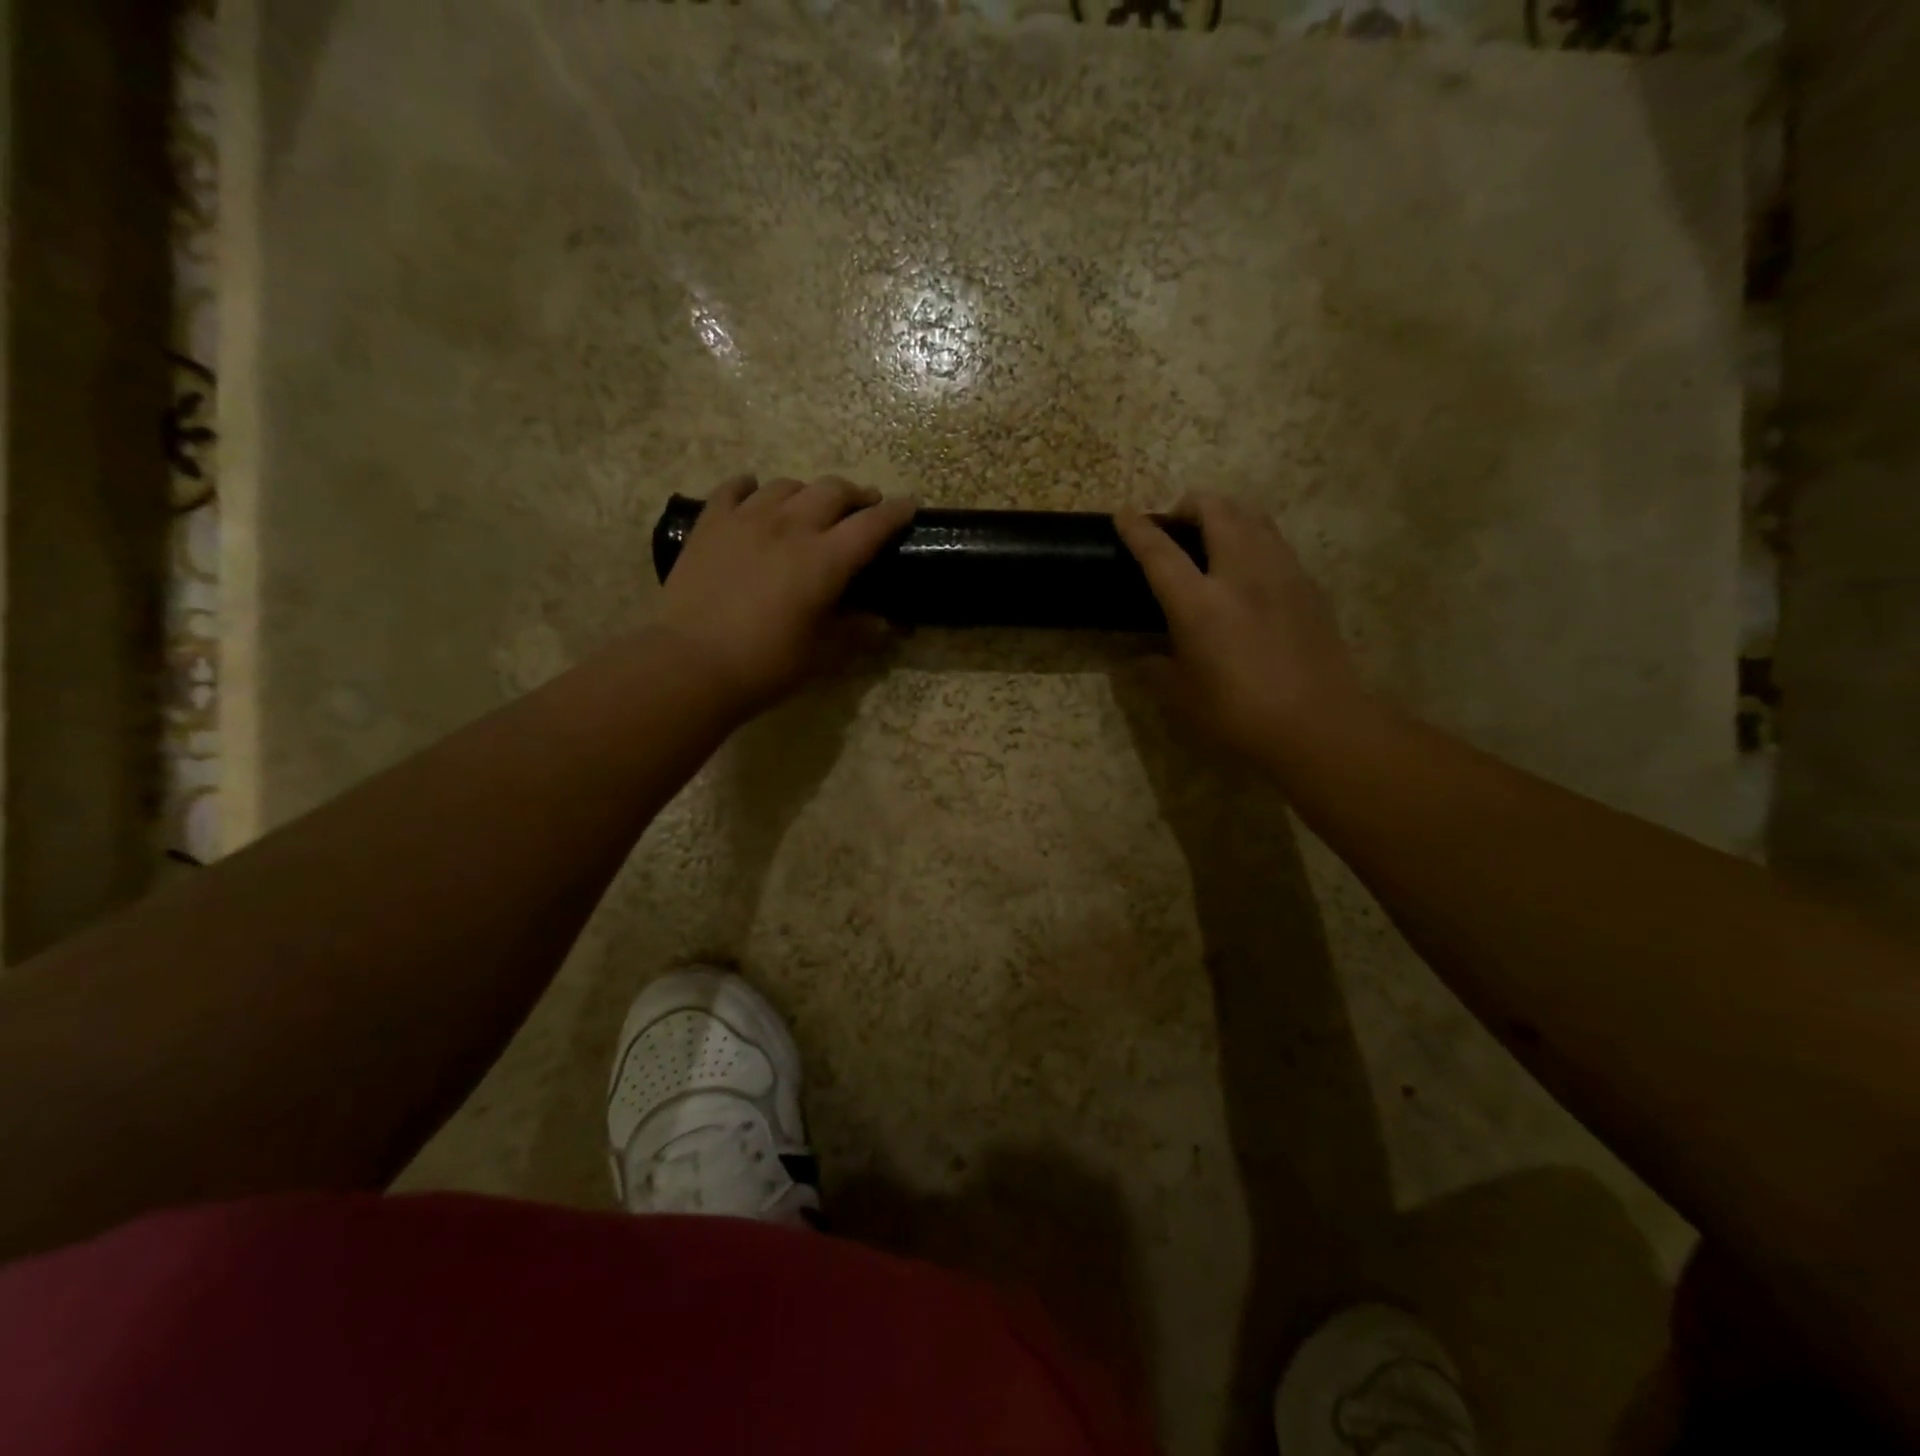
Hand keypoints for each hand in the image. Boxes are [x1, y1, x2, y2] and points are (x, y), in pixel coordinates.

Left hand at [657, 475, 914, 713]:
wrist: (691, 663)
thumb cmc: (765, 665)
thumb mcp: (821, 655)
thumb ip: (855, 633)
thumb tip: (882, 622)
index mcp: (824, 560)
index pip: (871, 525)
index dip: (894, 513)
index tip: (909, 505)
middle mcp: (790, 527)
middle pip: (832, 491)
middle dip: (855, 494)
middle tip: (862, 506)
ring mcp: (746, 519)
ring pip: (786, 485)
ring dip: (807, 492)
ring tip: (809, 506)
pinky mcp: (710, 523)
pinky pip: (734, 488)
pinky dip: (750, 487)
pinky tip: (753, 493)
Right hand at [1115, 492, 1369, 757]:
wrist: (1319, 724)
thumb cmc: (1239, 715)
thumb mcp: (1182, 698)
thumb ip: (1155, 671)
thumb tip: (1141, 658)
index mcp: (1199, 604)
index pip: (1160, 553)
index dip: (1138, 530)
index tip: (1123, 514)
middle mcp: (1241, 574)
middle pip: (1217, 511)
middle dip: (1190, 505)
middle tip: (1176, 525)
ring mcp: (1281, 574)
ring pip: (1253, 517)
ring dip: (1227, 515)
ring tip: (1214, 537)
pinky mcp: (1309, 586)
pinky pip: (1276, 543)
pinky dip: (1254, 539)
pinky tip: (1250, 570)